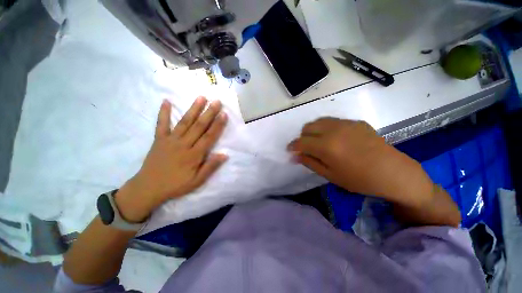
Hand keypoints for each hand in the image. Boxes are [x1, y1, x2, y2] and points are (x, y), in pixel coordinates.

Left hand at [116, 97, 227, 221]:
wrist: (149, 188)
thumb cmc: (176, 185)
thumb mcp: (197, 181)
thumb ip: (210, 167)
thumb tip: (224, 155)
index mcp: (194, 155)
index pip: (209, 137)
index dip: (217, 125)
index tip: (224, 114)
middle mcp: (183, 144)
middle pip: (199, 126)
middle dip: (209, 113)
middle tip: (217, 101)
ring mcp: (170, 140)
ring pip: (184, 122)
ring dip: (193, 109)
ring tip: (201, 98)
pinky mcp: (159, 139)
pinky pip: (161, 124)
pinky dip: (163, 113)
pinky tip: (166, 101)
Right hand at [287, 118, 433, 205]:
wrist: (393, 172)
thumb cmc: (359, 179)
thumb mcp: (330, 175)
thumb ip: (310, 162)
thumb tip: (294, 156)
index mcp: (326, 146)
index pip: (300, 142)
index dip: (292, 146)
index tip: (290, 150)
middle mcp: (333, 130)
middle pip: (307, 127)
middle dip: (302, 137)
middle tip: (307, 148)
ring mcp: (346, 123)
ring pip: (319, 121)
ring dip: (313, 131)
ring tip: (319, 142)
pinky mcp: (355, 121)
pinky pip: (333, 121)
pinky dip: (326, 128)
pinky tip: (335, 139)